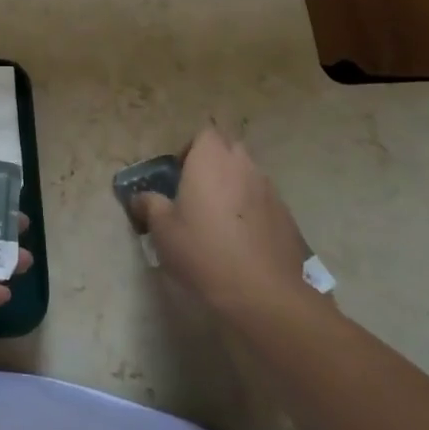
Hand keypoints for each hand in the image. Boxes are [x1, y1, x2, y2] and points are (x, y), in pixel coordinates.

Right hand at [132, 128, 324, 326]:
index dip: (191, 150)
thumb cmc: (204, 251)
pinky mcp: (288, 218)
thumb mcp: (163, 230)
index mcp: (211, 159)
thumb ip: (150, 206)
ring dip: (235, 189)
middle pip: (229, 151)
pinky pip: (264, 203)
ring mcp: (270, 191)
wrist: (265, 294)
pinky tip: (243, 243)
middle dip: (214, 165)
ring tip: (220, 222)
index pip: (204, 134)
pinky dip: (253, 213)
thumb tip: (140, 198)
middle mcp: (244, 166)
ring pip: (248, 177)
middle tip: (197, 194)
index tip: (180, 175)